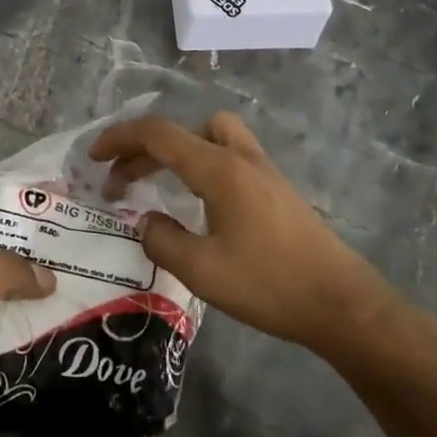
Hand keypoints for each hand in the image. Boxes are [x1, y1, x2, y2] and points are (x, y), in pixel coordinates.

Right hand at [89, 112, 408, 359]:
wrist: (343, 304)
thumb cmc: (270, 285)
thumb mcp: (202, 271)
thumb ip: (162, 241)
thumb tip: (146, 222)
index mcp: (219, 169)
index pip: (159, 134)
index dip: (120, 139)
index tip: (94, 158)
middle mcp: (240, 158)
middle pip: (182, 132)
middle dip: (143, 150)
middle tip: (119, 183)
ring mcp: (263, 170)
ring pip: (211, 136)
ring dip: (178, 149)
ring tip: (159, 181)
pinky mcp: (276, 188)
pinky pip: (228, 154)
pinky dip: (201, 163)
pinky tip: (198, 202)